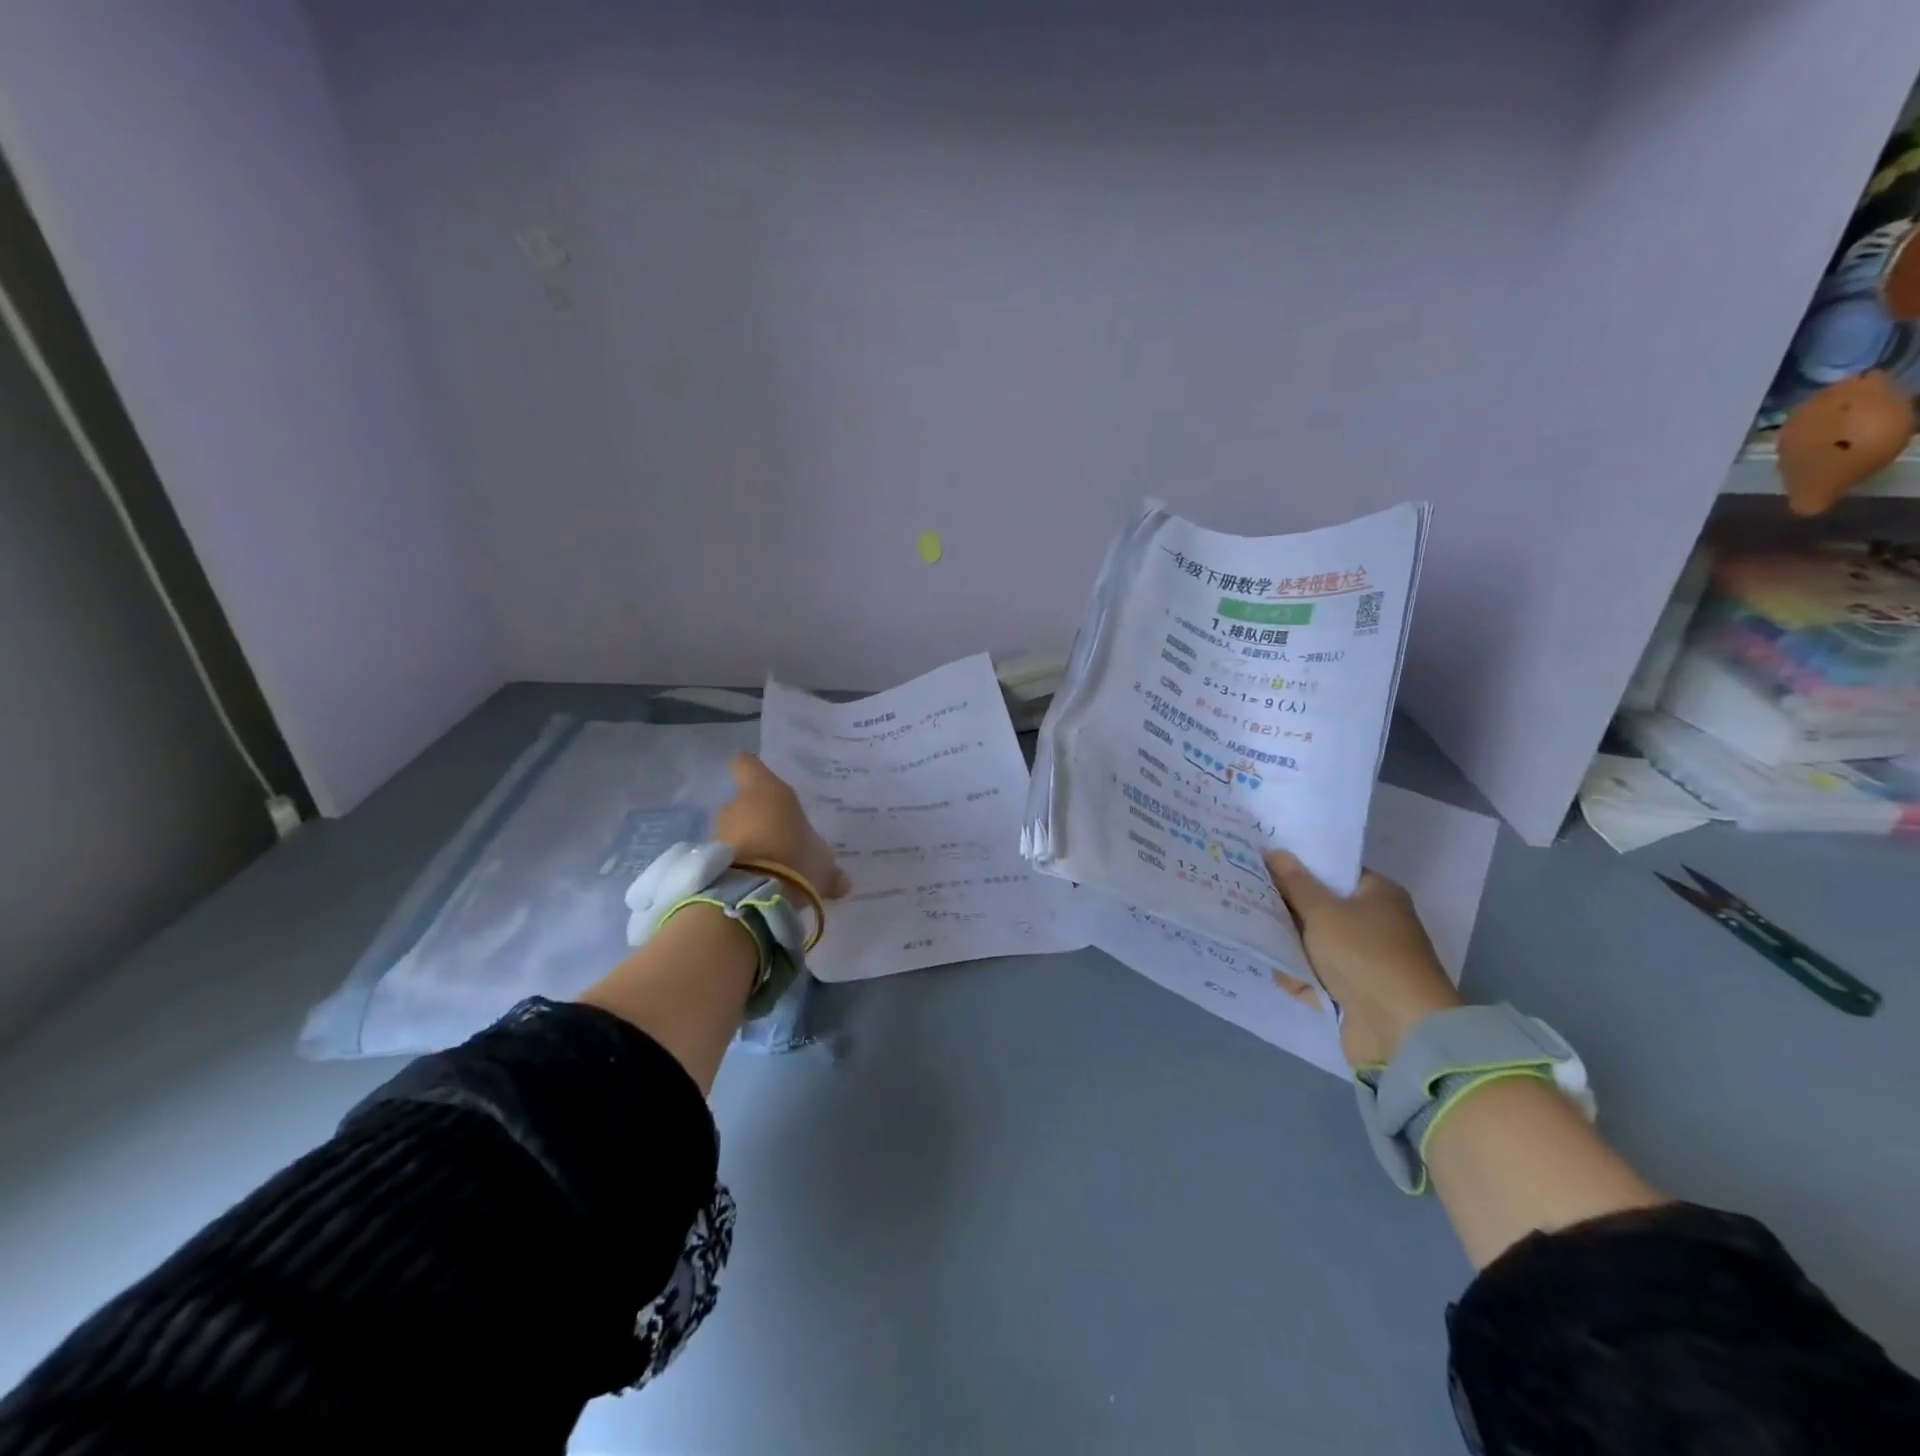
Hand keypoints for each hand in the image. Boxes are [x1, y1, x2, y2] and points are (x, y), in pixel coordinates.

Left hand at [714, 754, 850, 898]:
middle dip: (756, 820)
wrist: (754, 896)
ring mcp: (719, 832)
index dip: (754, 773)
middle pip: (741, 803)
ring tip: (767, 867)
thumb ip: (827, 868)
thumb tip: (842, 883)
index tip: (765, 784)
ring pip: (732, 831)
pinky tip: (754, 884)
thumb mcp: (822, 864)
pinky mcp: (708, 860)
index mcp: (766, 792)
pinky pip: (725, 857)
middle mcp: (737, 805)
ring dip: (746, 845)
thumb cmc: (795, 859)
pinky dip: (736, 866)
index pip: (747, 764)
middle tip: (777, 839)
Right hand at [1264, 852, 1462, 1068]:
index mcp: (1377, 894)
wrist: (1400, 1029)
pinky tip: (1277, 973)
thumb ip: (1294, 883)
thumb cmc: (1364, 955)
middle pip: (1320, 907)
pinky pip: (1317, 974)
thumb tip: (1275, 852)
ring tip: (1253, 936)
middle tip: (1248, 897)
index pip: (1332, 871)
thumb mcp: (1322, 911)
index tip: (1263, 864)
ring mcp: (1364, 959)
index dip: (1299, 867)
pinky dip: (1300, 976)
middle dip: (1287, 909)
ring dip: (1289, 945)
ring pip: (1314, 943)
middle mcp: (1374, 923)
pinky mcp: (1354, 990)